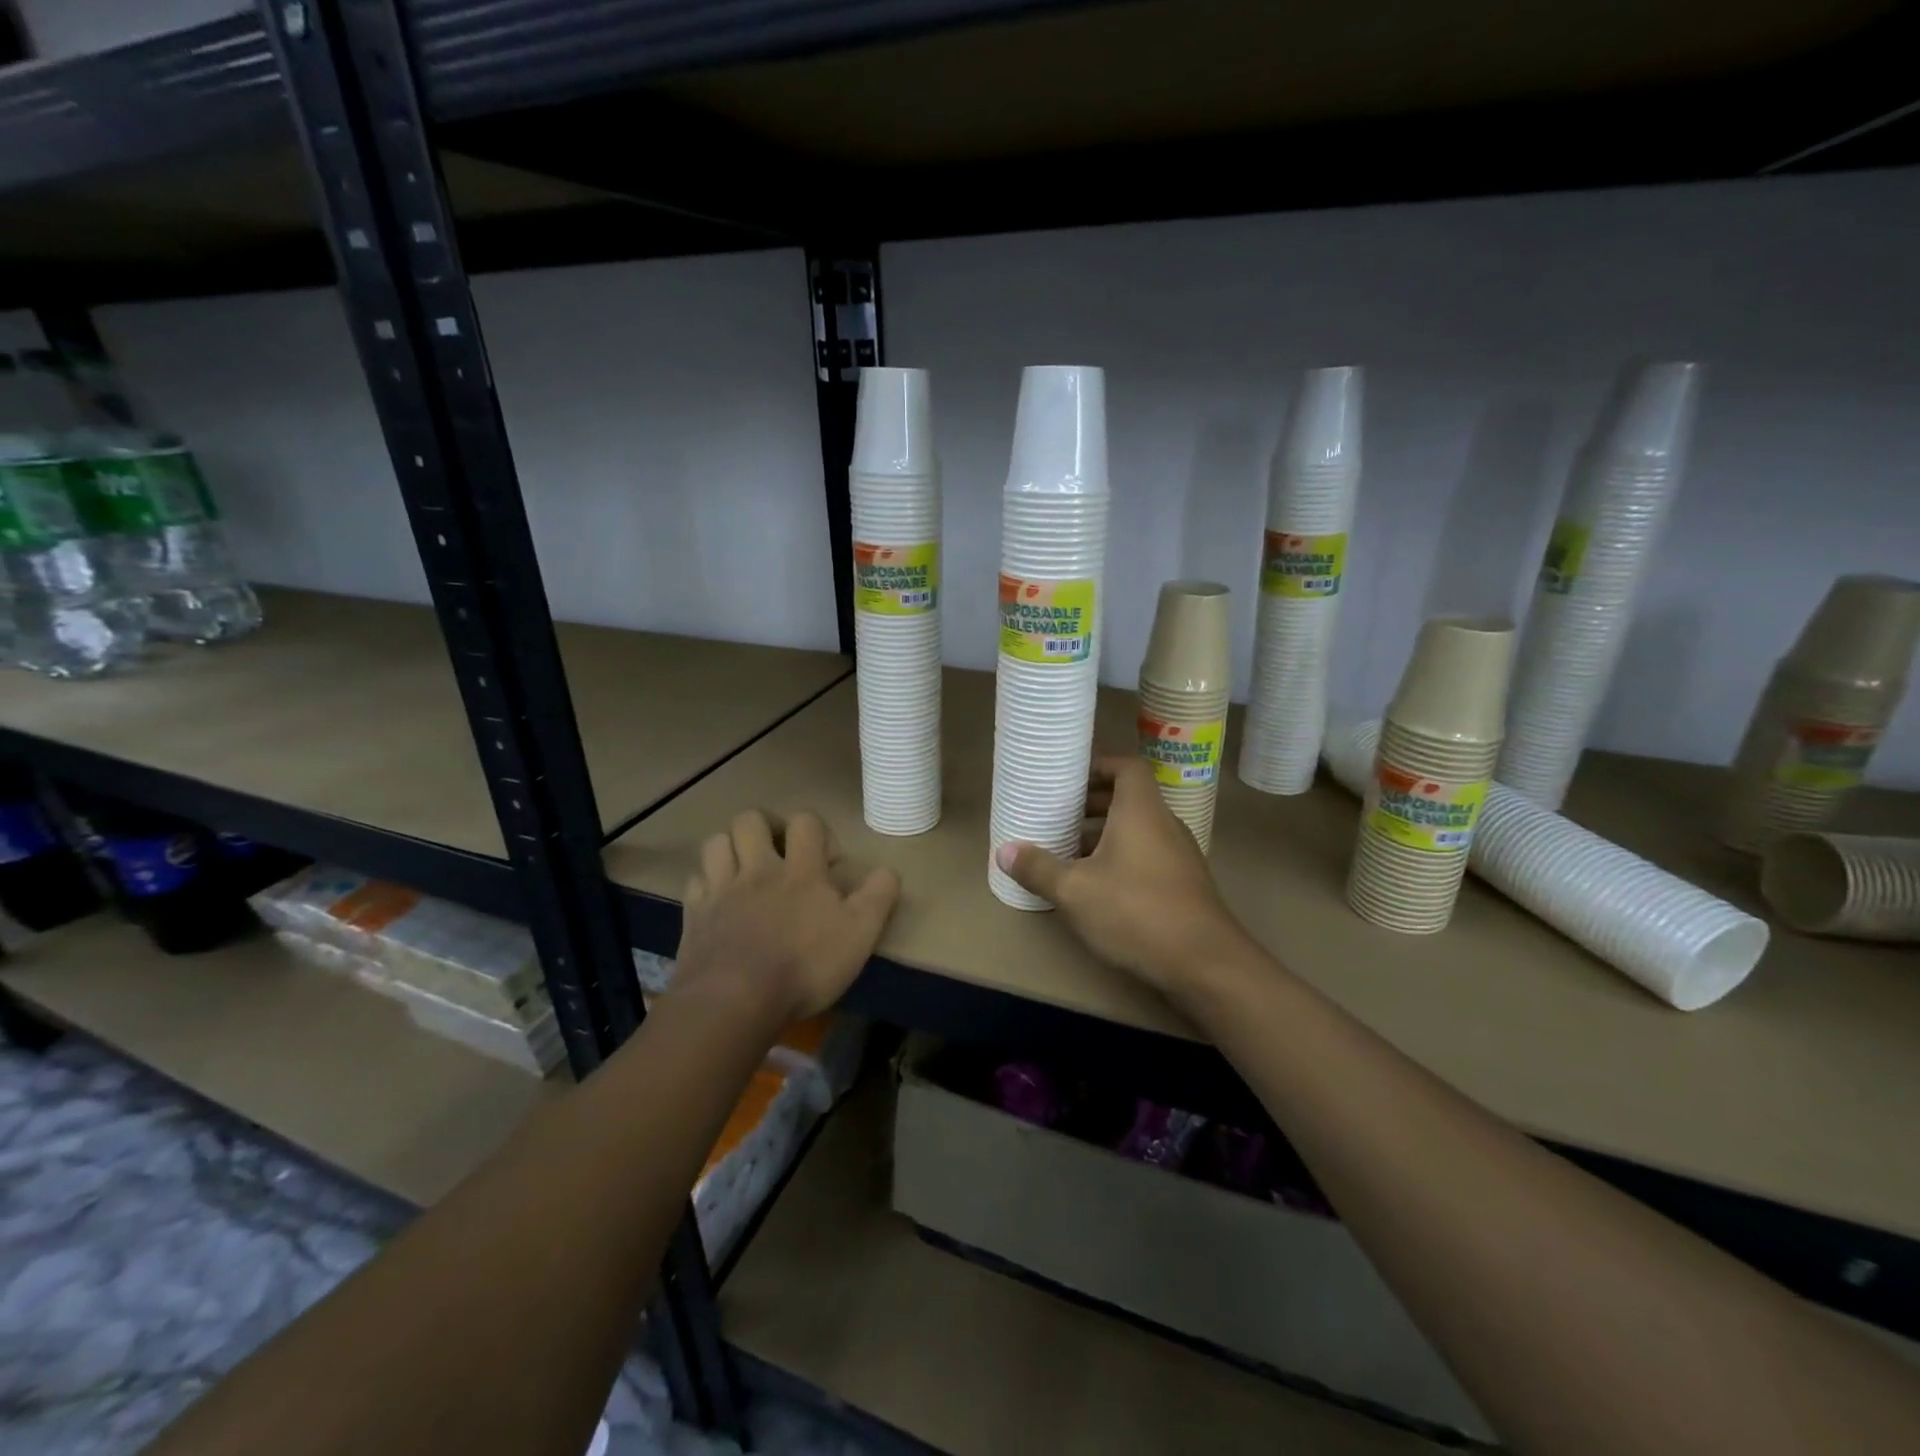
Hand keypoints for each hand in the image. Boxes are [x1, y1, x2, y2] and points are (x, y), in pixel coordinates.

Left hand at [676, 810, 899, 1022]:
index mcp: (800, 871)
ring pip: (716, 842)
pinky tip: (718, 901)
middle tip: (779, 855)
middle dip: (766, 828)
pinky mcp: (694, 915)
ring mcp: (721, 890)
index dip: (818, 832)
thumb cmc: (804, 966)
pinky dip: (707, 884)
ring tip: (745, 871)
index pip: (806, 822)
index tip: (827, 862)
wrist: (735, 1001)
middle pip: (750, 819)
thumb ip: (878, 897)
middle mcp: (758, 869)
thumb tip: (889, 870)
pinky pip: (695, 882)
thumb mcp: (859, 935)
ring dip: (731, 849)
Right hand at [995, 755, 1252, 996]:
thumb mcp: (1074, 891)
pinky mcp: (1183, 884)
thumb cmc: (1136, 912)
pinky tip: (1095, 886)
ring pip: (1137, 830)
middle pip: (1129, 798)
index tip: (1069, 777)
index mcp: (1141, 811)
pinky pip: (1147, 854)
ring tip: (1067, 850)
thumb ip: (1038, 868)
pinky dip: (1120, 858)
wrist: (1206, 964)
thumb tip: (1004, 851)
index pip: (1127, 767)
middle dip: (1092, 803)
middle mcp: (1164, 824)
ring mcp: (1179, 855)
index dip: (1099, 765)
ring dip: (1104, 834)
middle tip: (1058, 814)